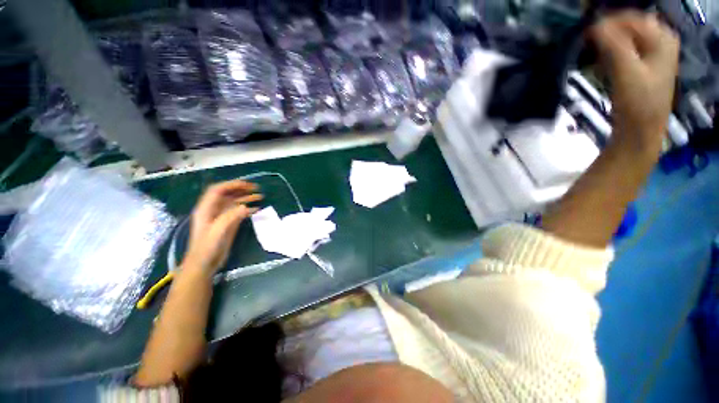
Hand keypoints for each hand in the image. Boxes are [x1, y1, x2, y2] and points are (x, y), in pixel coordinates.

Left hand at [184, 180, 261, 273]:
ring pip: (234, 202)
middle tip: (256, 188)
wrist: (204, 264)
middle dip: (241, 189)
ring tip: (260, 196)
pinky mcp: (228, 224)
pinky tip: (257, 209)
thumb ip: (230, 217)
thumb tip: (246, 206)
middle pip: (227, 194)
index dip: (231, 184)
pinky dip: (248, 209)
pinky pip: (239, 212)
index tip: (246, 185)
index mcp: (206, 209)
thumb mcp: (217, 231)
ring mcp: (221, 217)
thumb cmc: (207, 247)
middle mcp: (214, 210)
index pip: (217, 190)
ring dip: (246, 198)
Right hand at [590, 11, 679, 151]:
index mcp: (662, 38)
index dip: (609, 23)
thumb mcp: (626, 71)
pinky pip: (626, 49)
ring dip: (608, 44)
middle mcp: (661, 41)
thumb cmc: (637, 102)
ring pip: (626, 37)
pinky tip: (602, 63)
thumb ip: (613, 45)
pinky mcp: (645, 66)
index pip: (631, 18)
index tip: (586, 35)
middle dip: (608, 33)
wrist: (640, 130)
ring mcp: (654, 54)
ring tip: (594, 56)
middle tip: (590, 46)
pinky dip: (612, 53)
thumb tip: (595, 25)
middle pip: (629, 26)